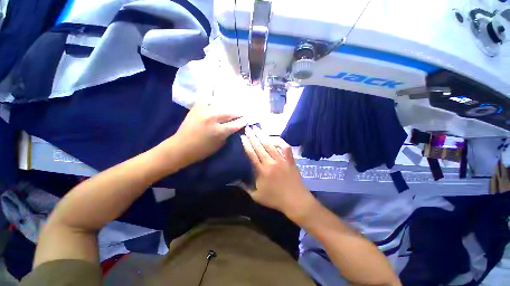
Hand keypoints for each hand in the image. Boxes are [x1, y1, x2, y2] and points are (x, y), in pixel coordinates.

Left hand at [169, 103, 246, 164]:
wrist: (181, 147)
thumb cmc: (202, 150)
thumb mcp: (219, 145)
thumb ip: (228, 134)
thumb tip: (235, 126)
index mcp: (219, 131)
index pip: (236, 123)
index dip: (243, 121)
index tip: (247, 119)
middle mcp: (212, 118)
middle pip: (230, 112)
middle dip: (238, 113)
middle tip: (242, 114)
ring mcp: (204, 111)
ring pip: (222, 105)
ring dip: (228, 108)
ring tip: (231, 110)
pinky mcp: (196, 107)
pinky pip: (210, 102)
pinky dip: (215, 105)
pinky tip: (217, 107)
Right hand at [241, 126, 314, 216]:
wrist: (296, 201)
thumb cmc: (275, 199)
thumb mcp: (256, 196)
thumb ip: (245, 187)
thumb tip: (234, 180)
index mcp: (261, 171)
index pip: (252, 154)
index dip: (246, 144)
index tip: (242, 137)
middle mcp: (271, 162)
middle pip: (259, 146)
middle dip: (252, 136)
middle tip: (248, 128)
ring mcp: (281, 160)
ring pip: (270, 144)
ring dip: (263, 135)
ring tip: (257, 128)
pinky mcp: (290, 160)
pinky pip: (285, 147)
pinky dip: (280, 141)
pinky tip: (273, 137)